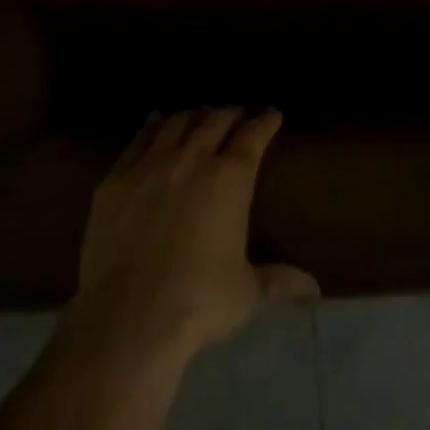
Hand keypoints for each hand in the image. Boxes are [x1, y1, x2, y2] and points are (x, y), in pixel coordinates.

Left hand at [68, 107, 318, 362]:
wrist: (128, 316)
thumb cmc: (198, 301)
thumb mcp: (247, 291)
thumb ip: (280, 281)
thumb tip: (314, 290)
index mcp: (229, 180)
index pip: (252, 137)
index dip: (265, 121)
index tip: (272, 114)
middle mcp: (191, 161)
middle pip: (214, 121)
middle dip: (229, 113)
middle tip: (237, 113)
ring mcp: (149, 166)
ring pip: (175, 124)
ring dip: (192, 115)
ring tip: (199, 114)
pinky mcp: (115, 180)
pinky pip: (137, 141)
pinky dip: (151, 127)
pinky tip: (155, 122)